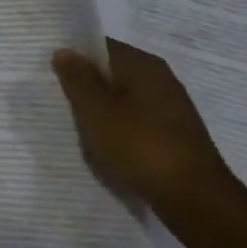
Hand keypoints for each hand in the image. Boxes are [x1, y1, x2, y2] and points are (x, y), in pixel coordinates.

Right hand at [51, 40, 232, 214]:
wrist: (196, 201)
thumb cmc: (140, 146)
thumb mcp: (96, 111)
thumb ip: (77, 78)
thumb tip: (64, 50)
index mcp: (143, 65)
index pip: (100, 46)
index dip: (74, 56)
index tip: (50, 71)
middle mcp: (161, 80)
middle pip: (113, 74)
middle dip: (86, 87)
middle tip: (57, 100)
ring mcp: (171, 110)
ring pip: (124, 102)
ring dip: (102, 113)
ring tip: (77, 128)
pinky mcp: (176, 138)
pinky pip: (137, 125)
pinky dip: (119, 132)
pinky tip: (105, 149)